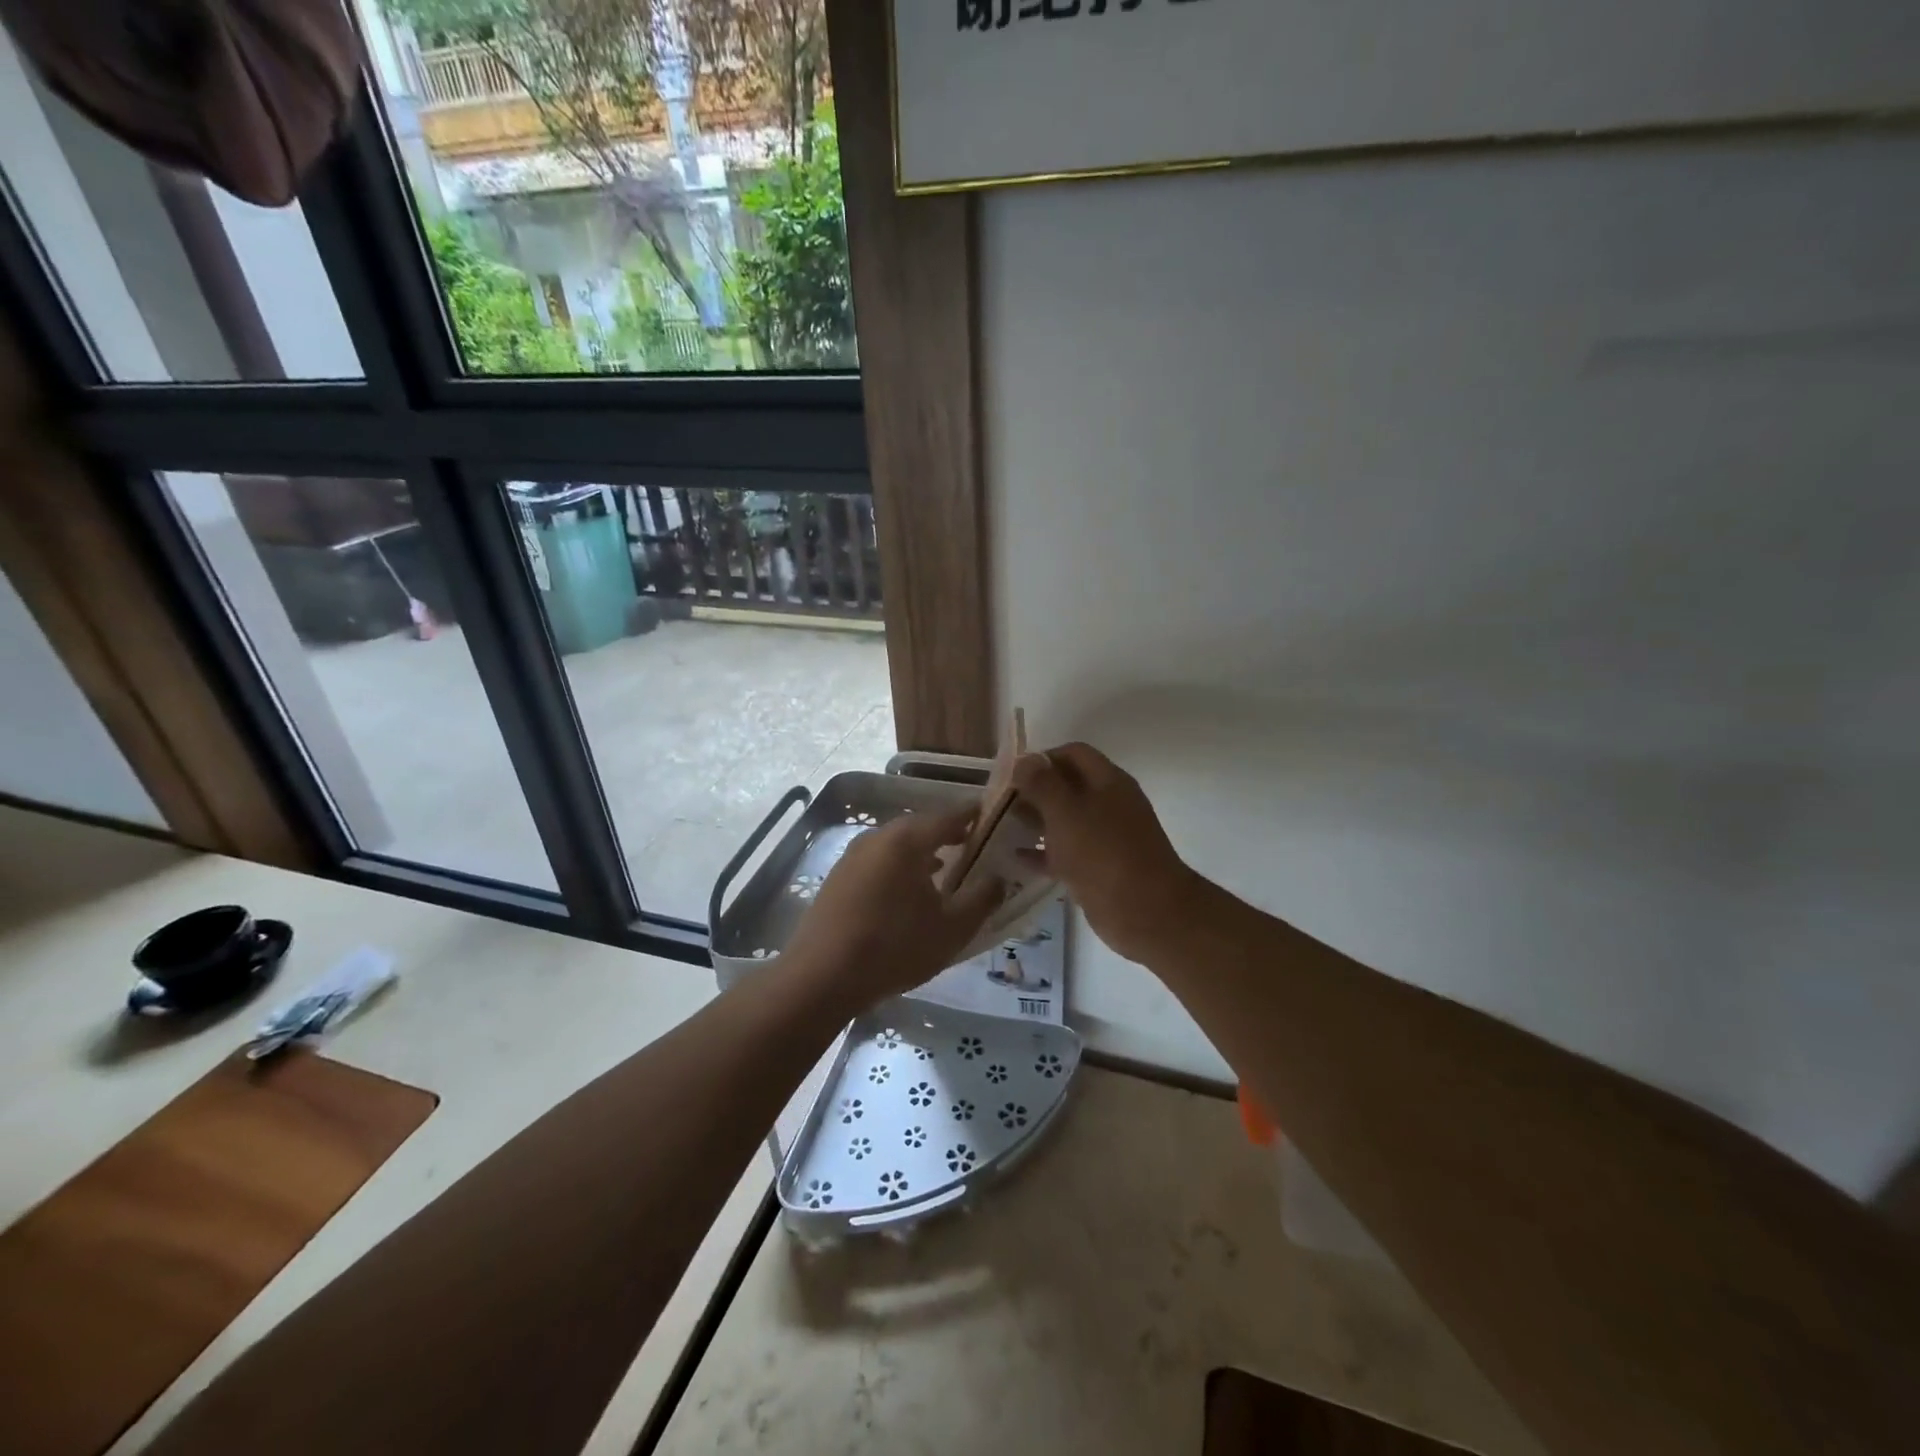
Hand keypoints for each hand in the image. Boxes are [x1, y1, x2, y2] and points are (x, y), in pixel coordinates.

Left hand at [783, 806, 1004, 1009]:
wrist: (822, 976)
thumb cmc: (895, 947)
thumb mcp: (952, 929)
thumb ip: (982, 899)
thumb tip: (999, 878)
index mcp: (907, 840)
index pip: (949, 815)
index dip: (972, 815)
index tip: (991, 816)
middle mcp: (878, 837)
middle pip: (920, 827)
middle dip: (946, 833)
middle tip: (971, 843)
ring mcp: (852, 856)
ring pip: (896, 845)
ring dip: (921, 852)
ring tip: (943, 868)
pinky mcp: (837, 878)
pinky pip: (878, 862)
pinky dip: (898, 867)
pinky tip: (906, 892)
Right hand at [1011, 743, 1202, 964]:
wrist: (1145, 912)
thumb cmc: (1103, 854)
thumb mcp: (1066, 812)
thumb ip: (1042, 783)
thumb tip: (1024, 759)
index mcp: (1108, 781)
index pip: (1073, 753)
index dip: (1042, 757)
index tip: (1011, 773)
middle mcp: (1109, 804)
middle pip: (1068, 786)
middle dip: (1035, 790)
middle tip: (1000, 801)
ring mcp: (1106, 838)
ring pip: (1066, 820)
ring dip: (1036, 820)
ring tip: (1002, 825)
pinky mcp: (1099, 868)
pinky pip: (1066, 852)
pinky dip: (1043, 852)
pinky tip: (1015, 858)